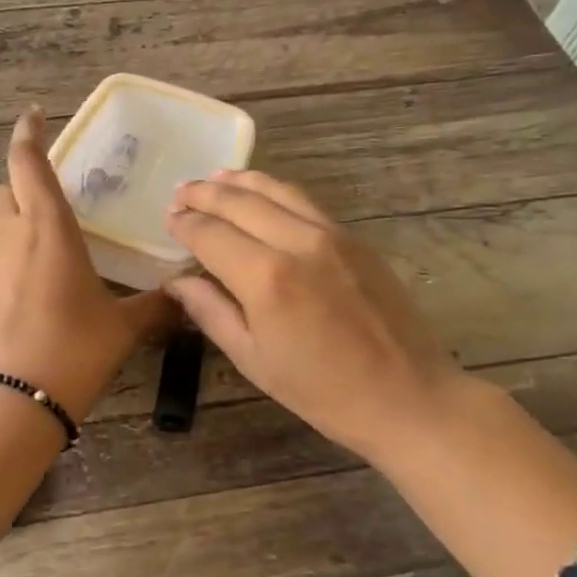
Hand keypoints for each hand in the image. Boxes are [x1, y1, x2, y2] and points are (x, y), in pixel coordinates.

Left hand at [0, 106, 177, 420]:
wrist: (7, 404)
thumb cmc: (70, 352)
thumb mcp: (121, 329)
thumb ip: (157, 308)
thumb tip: (189, 297)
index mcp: (47, 229)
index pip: (27, 163)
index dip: (28, 134)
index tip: (34, 115)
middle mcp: (11, 237)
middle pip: (7, 188)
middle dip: (25, 180)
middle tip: (59, 190)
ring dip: (17, 215)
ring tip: (52, 235)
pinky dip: (12, 250)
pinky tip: (37, 279)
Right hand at [164, 170, 460, 460]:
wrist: (408, 397)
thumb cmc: (322, 392)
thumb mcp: (254, 360)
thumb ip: (211, 312)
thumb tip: (177, 281)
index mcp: (265, 278)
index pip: (210, 234)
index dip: (184, 224)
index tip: (168, 220)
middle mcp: (296, 242)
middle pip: (240, 201)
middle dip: (204, 194)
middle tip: (180, 192)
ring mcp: (331, 234)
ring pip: (275, 189)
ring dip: (239, 181)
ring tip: (214, 179)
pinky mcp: (355, 238)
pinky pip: (304, 201)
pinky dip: (274, 190)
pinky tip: (261, 193)